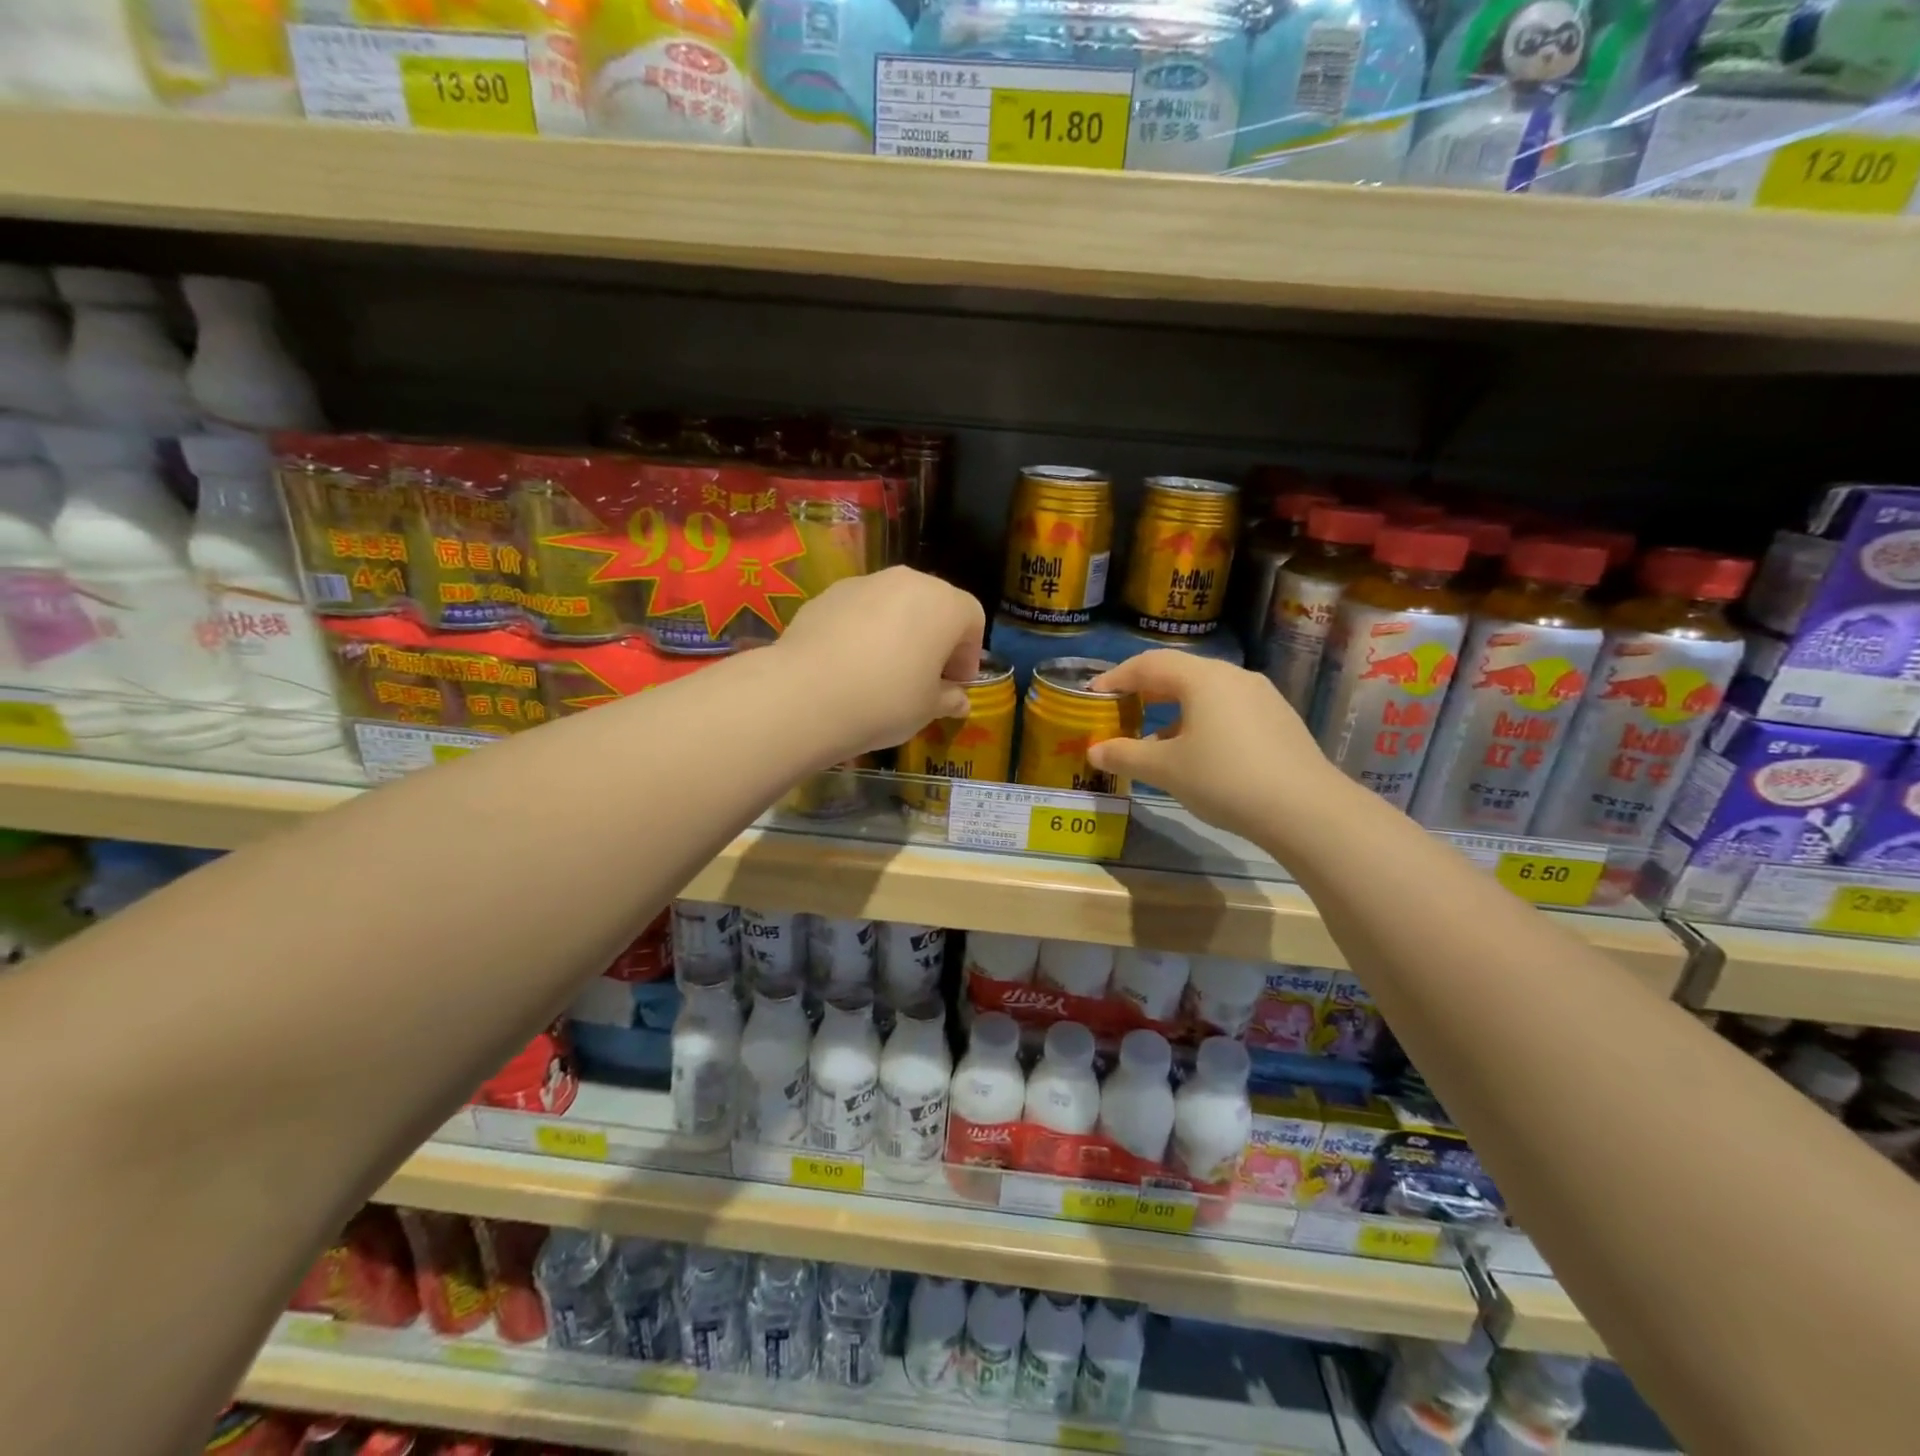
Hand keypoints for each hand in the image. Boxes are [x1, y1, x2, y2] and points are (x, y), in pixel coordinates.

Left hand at [775, 567, 986, 756]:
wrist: (805, 694)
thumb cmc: (885, 700)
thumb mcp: (927, 709)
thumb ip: (948, 698)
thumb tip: (959, 700)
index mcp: (944, 604)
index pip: (972, 620)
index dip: (968, 655)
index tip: (954, 685)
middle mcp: (907, 581)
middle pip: (933, 605)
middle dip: (934, 638)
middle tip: (923, 678)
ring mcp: (864, 583)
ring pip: (894, 605)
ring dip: (898, 632)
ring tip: (882, 672)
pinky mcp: (827, 594)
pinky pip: (859, 611)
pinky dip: (862, 631)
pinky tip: (848, 665)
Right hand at [1087, 650, 1348, 848]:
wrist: (1305, 809)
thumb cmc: (1224, 779)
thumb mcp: (1166, 770)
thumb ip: (1125, 756)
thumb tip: (1094, 752)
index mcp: (1203, 678)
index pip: (1148, 664)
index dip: (1116, 678)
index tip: (1092, 696)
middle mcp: (1233, 676)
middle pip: (1179, 673)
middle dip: (1145, 691)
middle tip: (1120, 711)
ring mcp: (1261, 696)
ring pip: (1206, 692)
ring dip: (1173, 709)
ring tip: (1153, 736)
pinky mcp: (1279, 719)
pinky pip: (1228, 708)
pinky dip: (1201, 720)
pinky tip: (1196, 751)